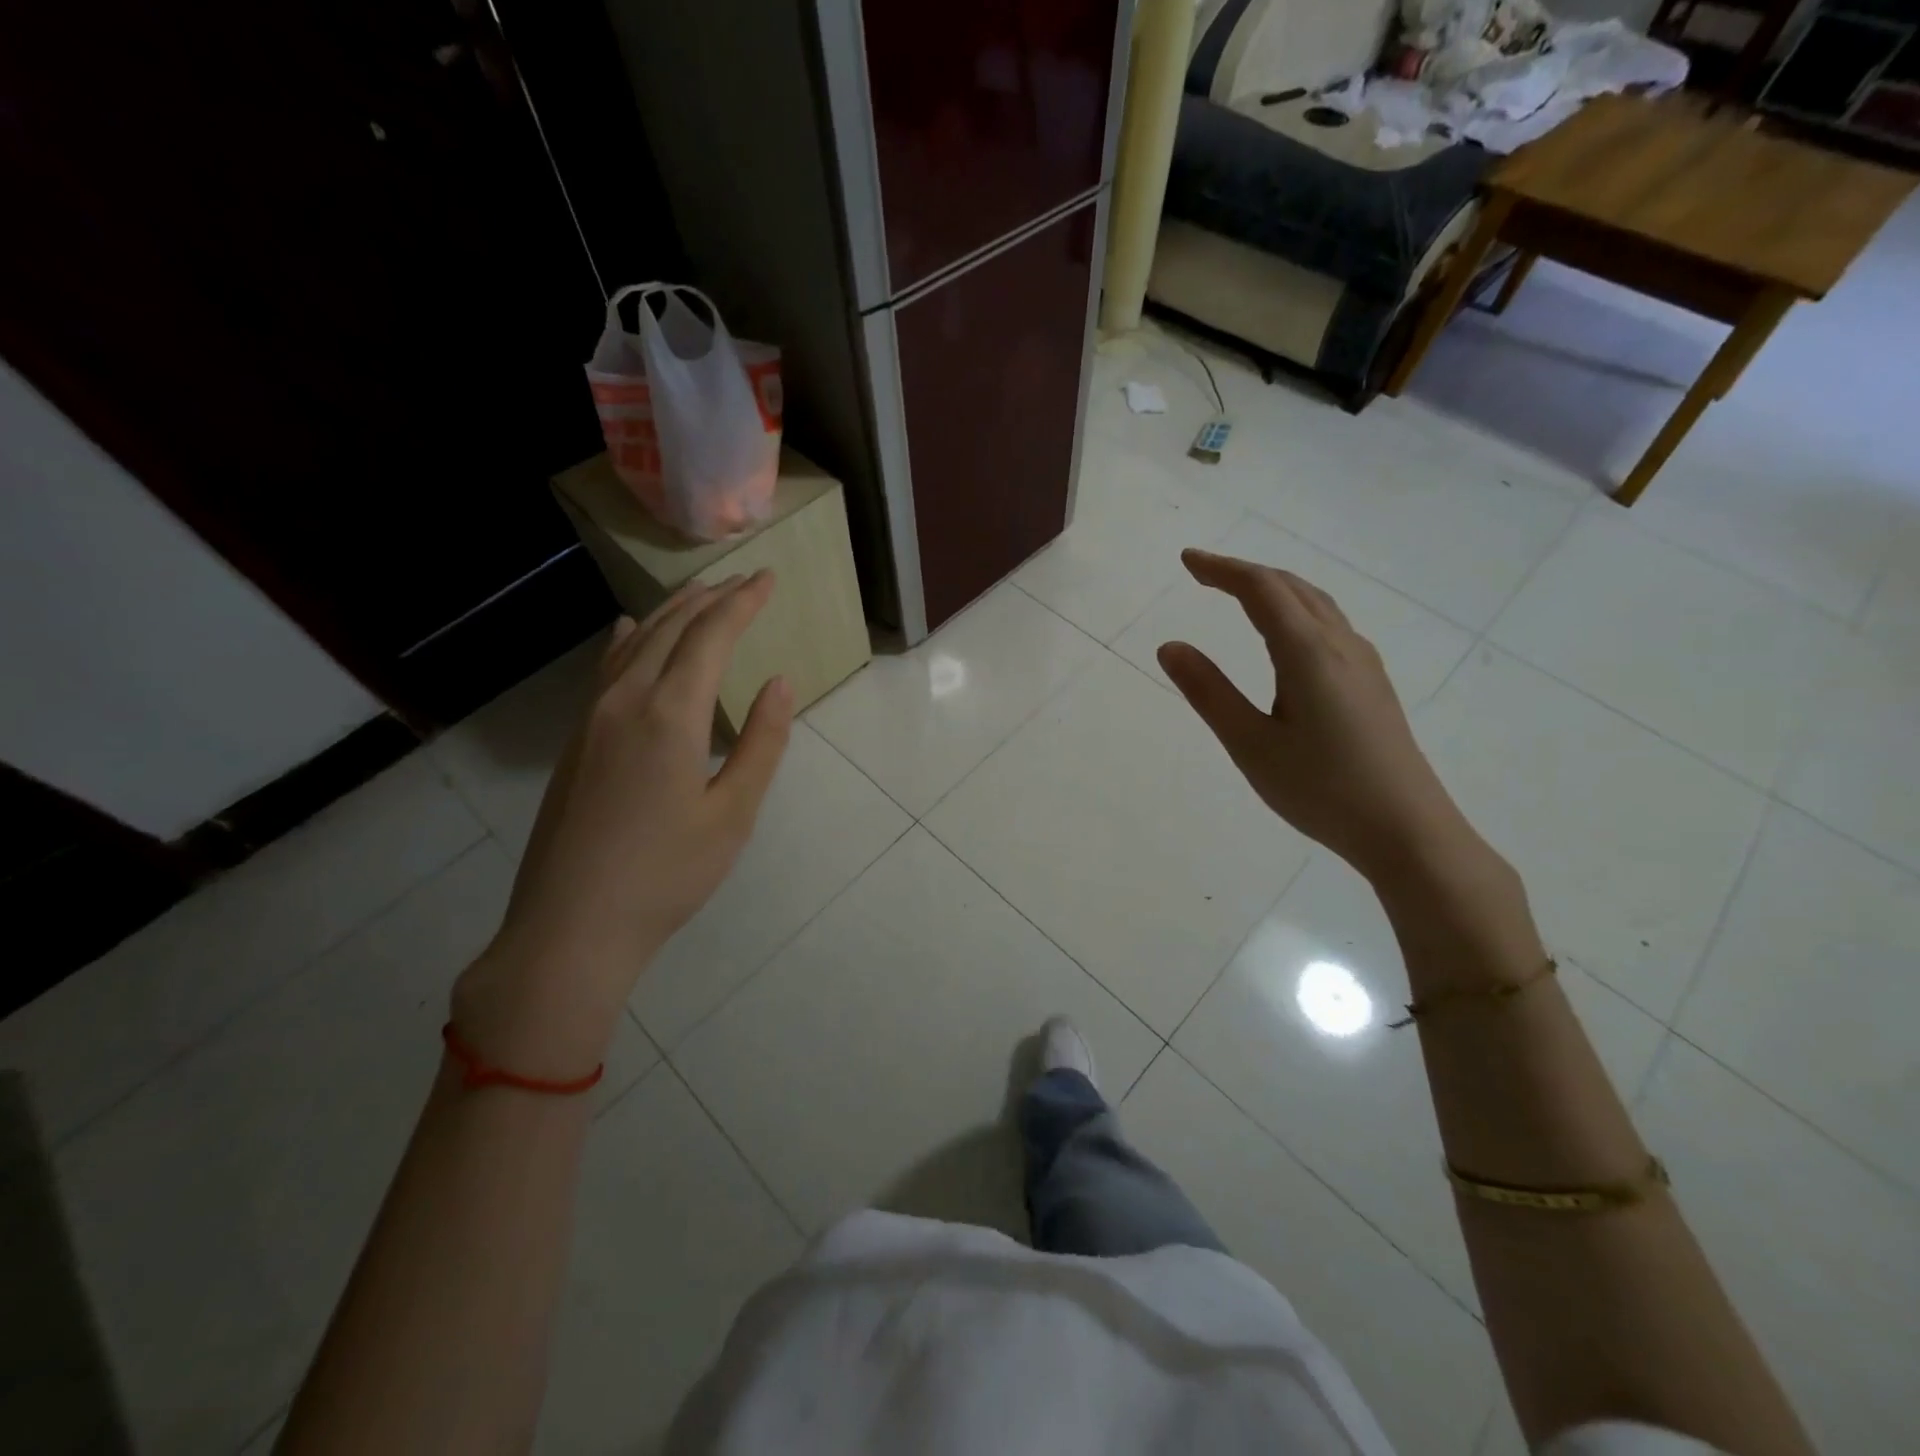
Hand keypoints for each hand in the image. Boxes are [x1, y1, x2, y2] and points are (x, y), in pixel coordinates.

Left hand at [453, 572, 791, 1072]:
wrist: (571, 926)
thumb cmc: (666, 875)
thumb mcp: (732, 814)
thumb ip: (760, 743)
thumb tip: (779, 682)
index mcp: (670, 715)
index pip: (711, 637)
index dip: (742, 604)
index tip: (768, 579)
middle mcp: (626, 700)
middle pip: (671, 629)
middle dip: (711, 599)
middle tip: (743, 580)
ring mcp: (592, 718)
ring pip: (635, 643)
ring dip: (671, 613)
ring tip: (701, 594)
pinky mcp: (577, 740)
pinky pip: (607, 669)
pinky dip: (630, 640)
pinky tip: (630, 632)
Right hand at [1157, 549, 1473, 883]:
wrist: (1407, 829)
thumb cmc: (1321, 789)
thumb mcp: (1250, 744)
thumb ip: (1209, 692)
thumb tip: (1170, 646)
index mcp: (1307, 652)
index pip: (1261, 589)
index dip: (1222, 569)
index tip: (1187, 560)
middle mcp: (1340, 644)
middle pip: (1291, 587)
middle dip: (1245, 572)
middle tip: (1203, 573)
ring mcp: (1363, 663)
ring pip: (1315, 603)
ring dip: (1274, 588)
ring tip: (1239, 594)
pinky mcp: (1372, 683)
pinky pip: (1329, 624)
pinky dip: (1296, 609)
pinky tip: (1287, 634)